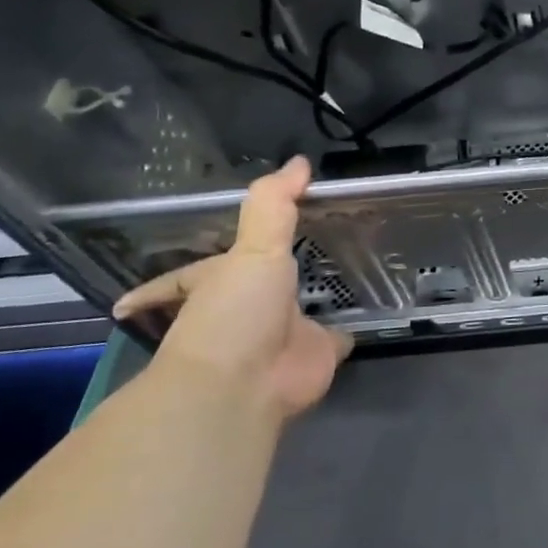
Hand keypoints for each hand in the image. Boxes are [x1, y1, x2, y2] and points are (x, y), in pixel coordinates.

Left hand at [113, 156, 351, 421]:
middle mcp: (244, 313)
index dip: (182, 273)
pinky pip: (333, 339)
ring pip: (295, 315)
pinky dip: (345, 330)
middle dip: (263, 283)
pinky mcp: (315, 355)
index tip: (185, 261)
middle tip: (294, 257)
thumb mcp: (252, 249)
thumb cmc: (234, 314)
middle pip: (250, 293)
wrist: (245, 386)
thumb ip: (273, 205)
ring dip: (309, 304)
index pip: (187, 277)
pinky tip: (364, 313)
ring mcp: (281, 336)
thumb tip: (298, 161)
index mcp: (214, 288)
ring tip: (336, 277)